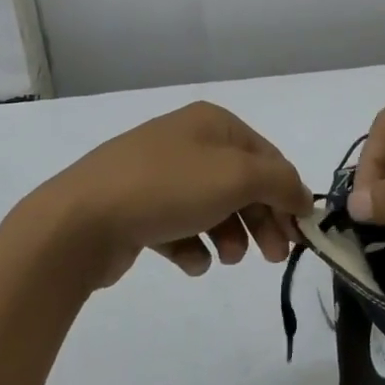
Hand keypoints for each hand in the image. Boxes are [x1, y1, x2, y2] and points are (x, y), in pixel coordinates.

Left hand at [12, 102, 312, 288]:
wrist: (82, 219)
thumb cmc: (168, 187)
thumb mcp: (237, 176)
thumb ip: (280, 182)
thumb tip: (302, 196)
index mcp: (212, 123)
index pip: (266, 156)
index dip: (287, 193)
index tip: (301, 234)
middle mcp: (186, 142)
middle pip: (241, 183)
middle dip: (261, 219)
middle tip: (274, 256)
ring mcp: (159, 174)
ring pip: (212, 207)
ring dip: (229, 235)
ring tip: (227, 259)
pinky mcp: (138, 208)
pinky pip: (180, 227)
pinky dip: (192, 246)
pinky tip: (191, 261)